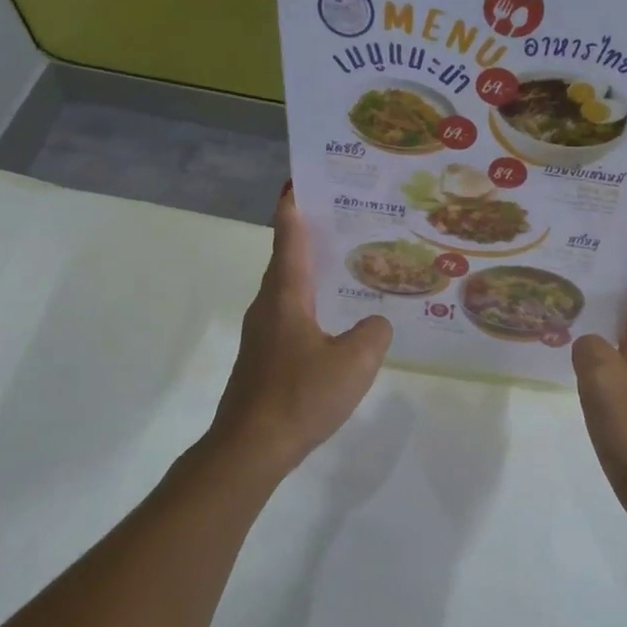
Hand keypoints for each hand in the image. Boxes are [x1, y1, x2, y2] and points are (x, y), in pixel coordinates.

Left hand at [212, 188, 391, 473]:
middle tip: (347, 219)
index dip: (295, 206)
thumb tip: (375, 325)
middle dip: (312, 236)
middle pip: (289, 260)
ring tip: (349, 266)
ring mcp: (264, 334)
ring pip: (291, 291)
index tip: (302, 178)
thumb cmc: (301, 395)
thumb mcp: (355, 361)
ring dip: (314, 274)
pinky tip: (338, 322)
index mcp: (286, 295)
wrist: (251, 448)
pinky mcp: (265, 359)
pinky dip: (314, 307)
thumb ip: (374, 333)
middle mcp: (269, 306)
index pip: (289, 236)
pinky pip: (293, 318)